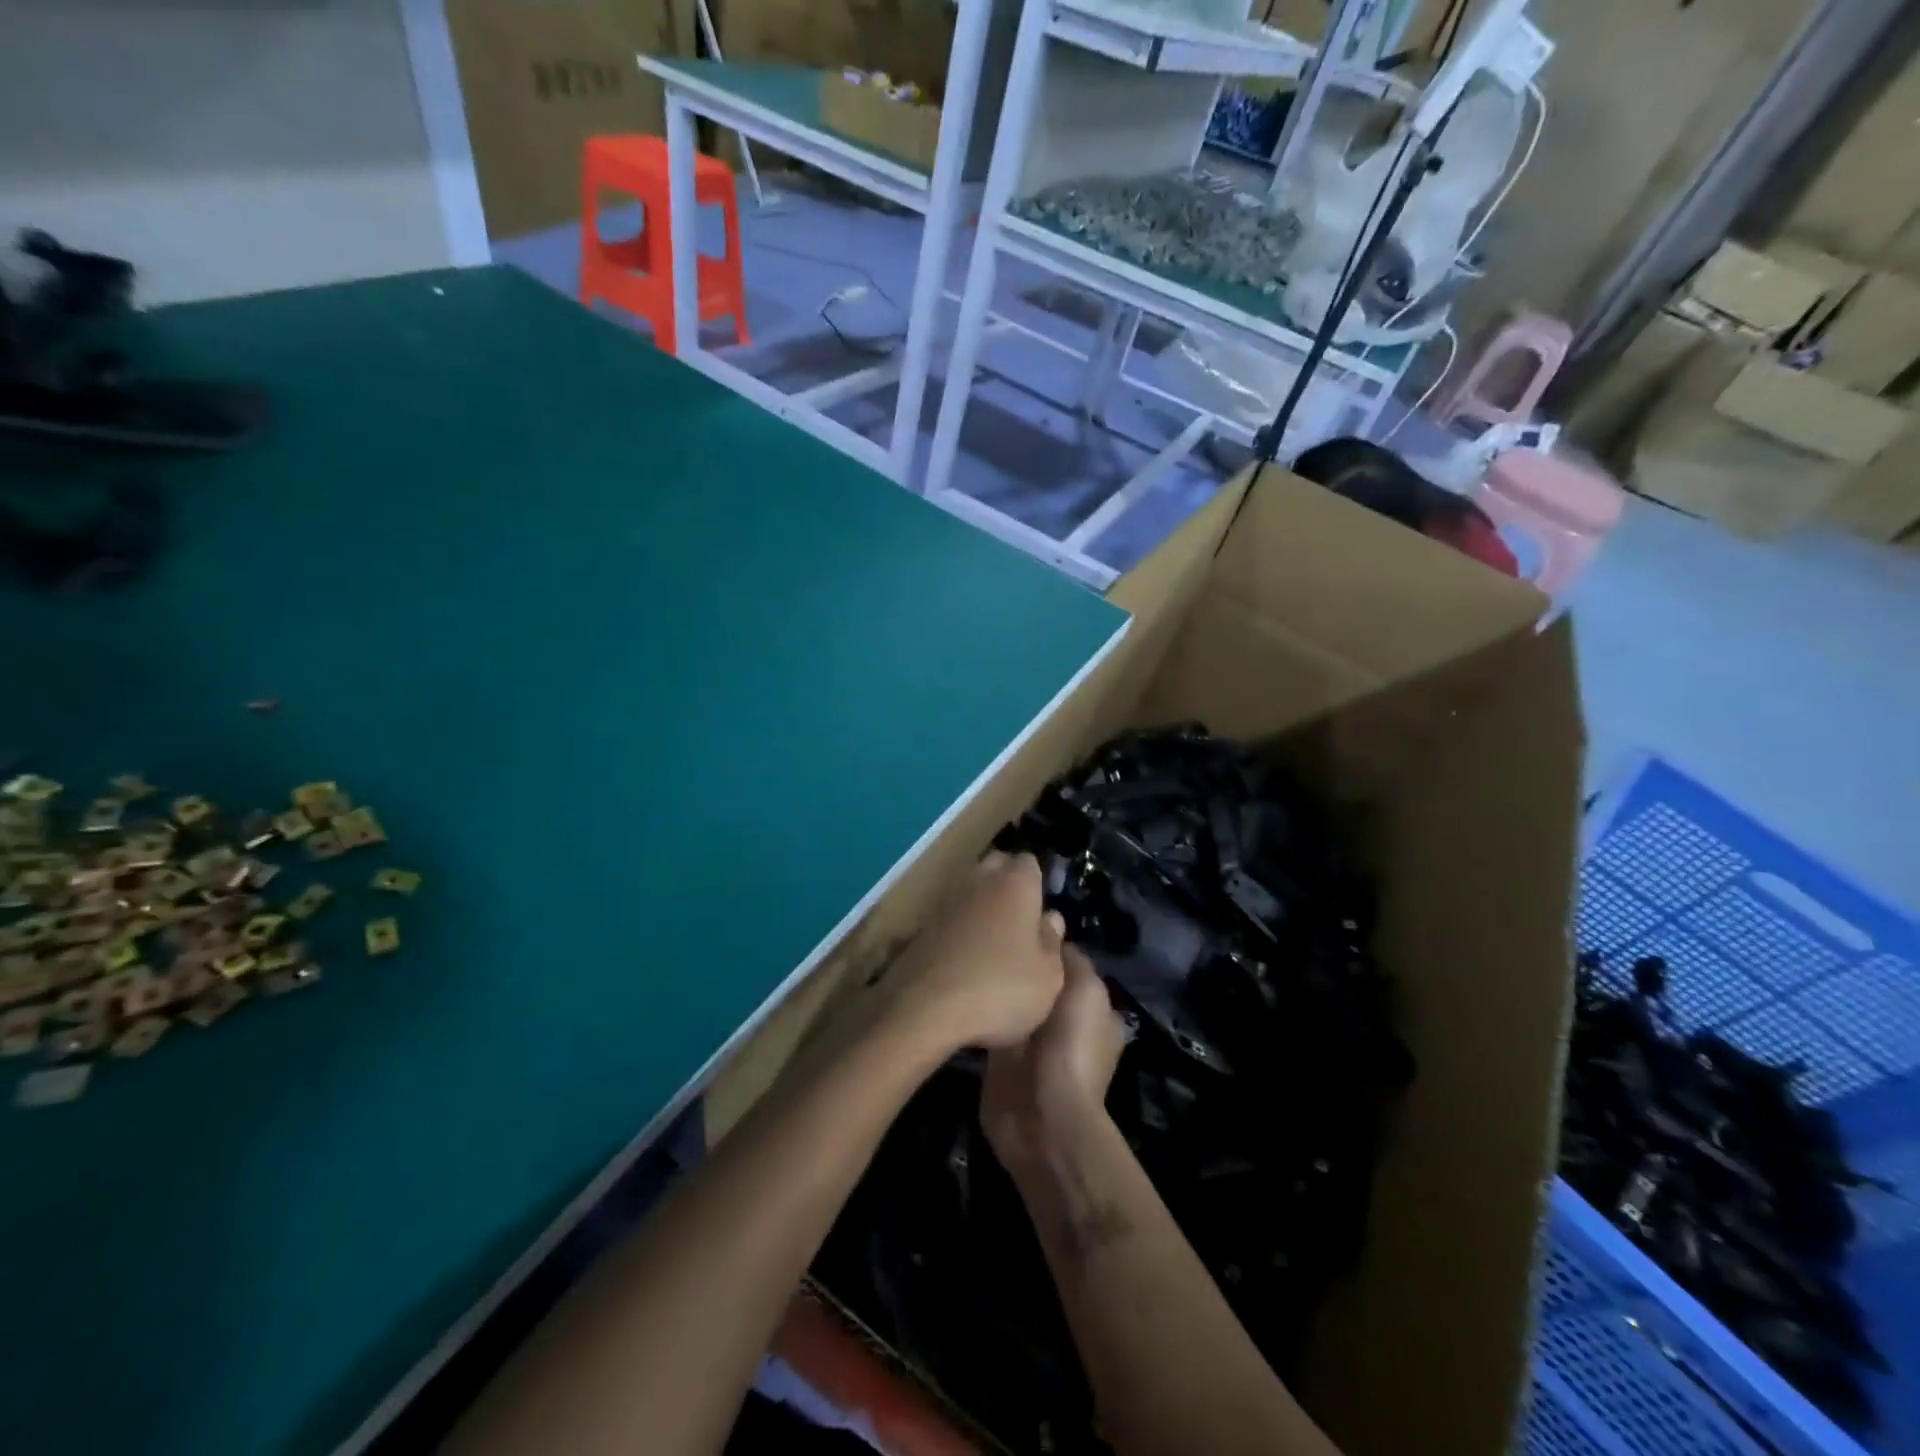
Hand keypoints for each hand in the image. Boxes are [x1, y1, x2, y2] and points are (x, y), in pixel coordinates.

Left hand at [881, 851, 1068, 1053]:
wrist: (925, 1008)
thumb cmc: (1001, 988)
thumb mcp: (1048, 976)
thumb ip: (1052, 942)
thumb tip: (1050, 919)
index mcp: (1016, 883)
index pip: (1029, 862)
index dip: (1037, 882)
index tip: (1043, 908)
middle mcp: (980, 880)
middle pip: (997, 867)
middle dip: (1009, 885)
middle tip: (1022, 921)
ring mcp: (947, 900)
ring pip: (972, 890)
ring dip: (983, 907)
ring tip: (996, 943)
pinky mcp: (923, 924)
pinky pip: (952, 915)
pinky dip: (961, 928)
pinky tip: (968, 957)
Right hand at [981, 944, 1125, 1173]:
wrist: (1043, 1117)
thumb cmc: (1072, 1046)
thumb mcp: (1086, 990)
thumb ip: (1070, 959)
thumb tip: (1053, 928)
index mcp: (1091, 1007)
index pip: (1066, 963)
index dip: (1046, 942)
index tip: (1017, 918)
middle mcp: (1061, 1022)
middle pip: (1036, 980)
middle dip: (1018, 963)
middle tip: (985, 933)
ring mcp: (1029, 1042)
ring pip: (1012, 1000)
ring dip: (996, 985)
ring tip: (968, 952)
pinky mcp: (999, 1059)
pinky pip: (990, 1023)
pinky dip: (979, 1008)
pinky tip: (959, 985)